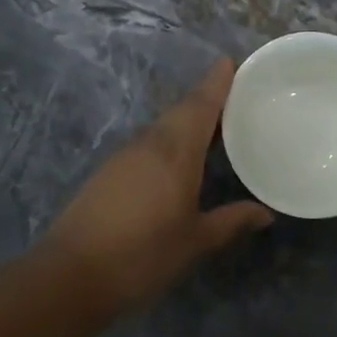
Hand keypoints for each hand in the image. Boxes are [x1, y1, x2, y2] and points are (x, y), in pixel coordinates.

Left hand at [39, 58, 271, 310]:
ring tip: (212, 125)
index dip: (216, 82)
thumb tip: (265, 213)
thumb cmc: (142, 255)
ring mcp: (125, 156)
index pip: (201, 106)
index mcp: (175, 152)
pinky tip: (178, 158)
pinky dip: (168, 139)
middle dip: (205, 98)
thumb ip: (231, 221)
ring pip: (162, 126)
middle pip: (181, 110)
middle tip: (232, 95)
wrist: (71, 275)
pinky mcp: (109, 172)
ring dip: (186, 119)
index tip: (230, 61)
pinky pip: (148, 142)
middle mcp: (150, 144)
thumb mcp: (195, 241)